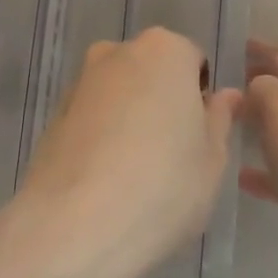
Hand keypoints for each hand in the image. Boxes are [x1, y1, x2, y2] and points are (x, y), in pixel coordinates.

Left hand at [11, 28, 240, 277]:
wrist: (73, 226)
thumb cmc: (162, 186)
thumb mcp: (212, 159)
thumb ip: (220, 120)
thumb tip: (225, 96)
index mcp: (164, 50)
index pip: (192, 61)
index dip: (200, 99)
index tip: (198, 137)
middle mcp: (117, 53)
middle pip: (151, 72)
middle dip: (161, 103)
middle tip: (171, 155)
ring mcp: (79, 82)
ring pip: (118, 94)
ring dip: (129, 119)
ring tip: (134, 173)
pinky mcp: (52, 115)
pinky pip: (90, 118)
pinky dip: (100, 137)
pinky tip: (104, 181)